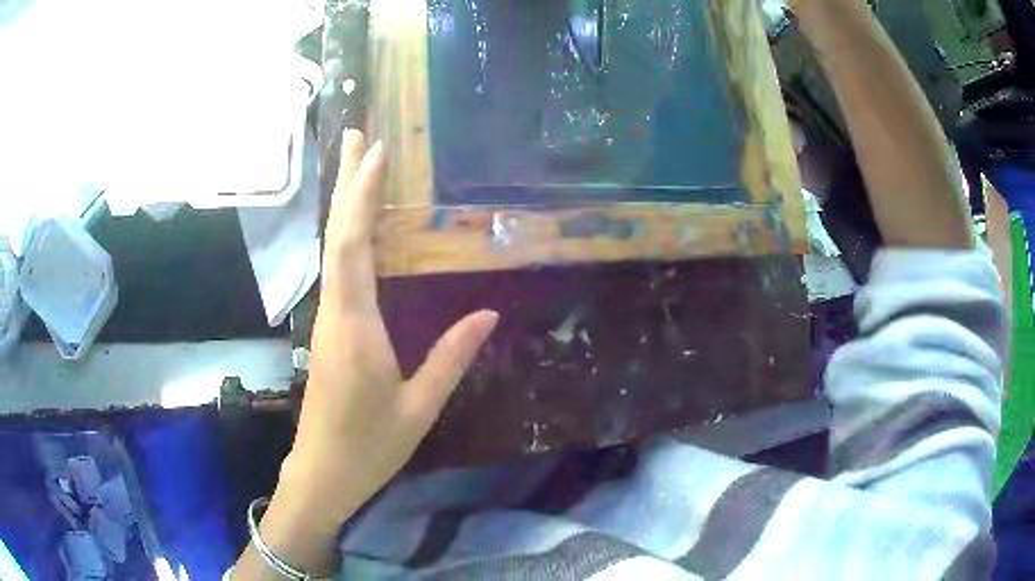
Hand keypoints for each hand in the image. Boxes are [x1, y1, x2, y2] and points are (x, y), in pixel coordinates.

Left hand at [281, 130, 498, 524]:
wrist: (323, 472)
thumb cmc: (369, 446)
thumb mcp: (419, 408)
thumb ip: (451, 358)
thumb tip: (488, 314)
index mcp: (354, 326)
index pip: (353, 247)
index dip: (361, 197)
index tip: (376, 154)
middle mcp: (333, 312)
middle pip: (335, 235)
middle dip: (347, 183)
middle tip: (358, 137)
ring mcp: (326, 318)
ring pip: (332, 249)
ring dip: (345, 204)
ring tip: (360, 166)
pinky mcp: (328, 328)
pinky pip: (337, 268)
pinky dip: (347, 234)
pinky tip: (359, 225)